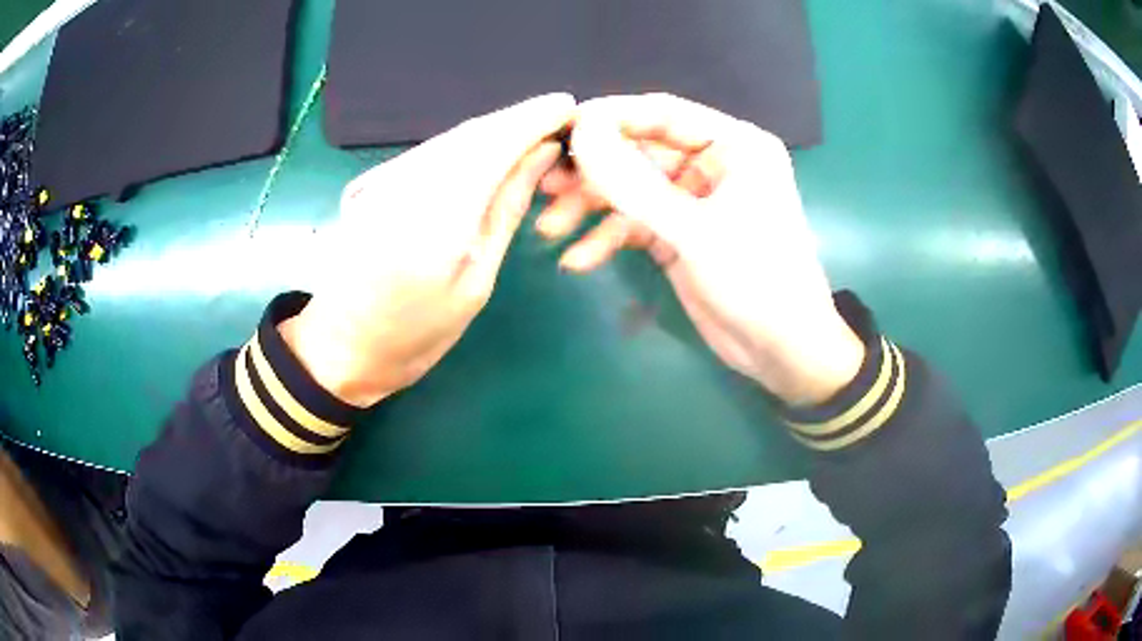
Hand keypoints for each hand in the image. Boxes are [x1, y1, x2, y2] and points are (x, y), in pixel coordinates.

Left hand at [280, 94, 575, 406]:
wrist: (344, 344)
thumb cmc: (417, 333)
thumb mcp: (475, 282)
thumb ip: (505, 210)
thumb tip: (541, 155)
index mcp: (435, 222)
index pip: (492, 145)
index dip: (531, 119)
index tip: (567, 106)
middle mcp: (402, 187)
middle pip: (470, 133)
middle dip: (516, 121)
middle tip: (555, 122)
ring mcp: (378, 181)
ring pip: (448, 138)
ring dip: (490, 132)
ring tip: (527, 139)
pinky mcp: (369, 181)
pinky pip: (428, 152)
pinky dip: (462, 147)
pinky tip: (483, 157)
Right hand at [538, 94, 863, 405]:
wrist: (782, 352)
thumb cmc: (756, 280)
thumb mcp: (695, 230)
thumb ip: (635, 182)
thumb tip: (581, 132)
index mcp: (735, 144)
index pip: (663, 113)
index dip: (611, 117)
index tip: (561, 130)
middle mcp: (714, 164)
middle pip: (641, 152)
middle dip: (594, 172)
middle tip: (544, 184)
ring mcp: (694, 201)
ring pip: (632, 190)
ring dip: (592, 208)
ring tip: (550, 227)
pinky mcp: (680, 235)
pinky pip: (635, 225)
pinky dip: (608, 239)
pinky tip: (578, 259)